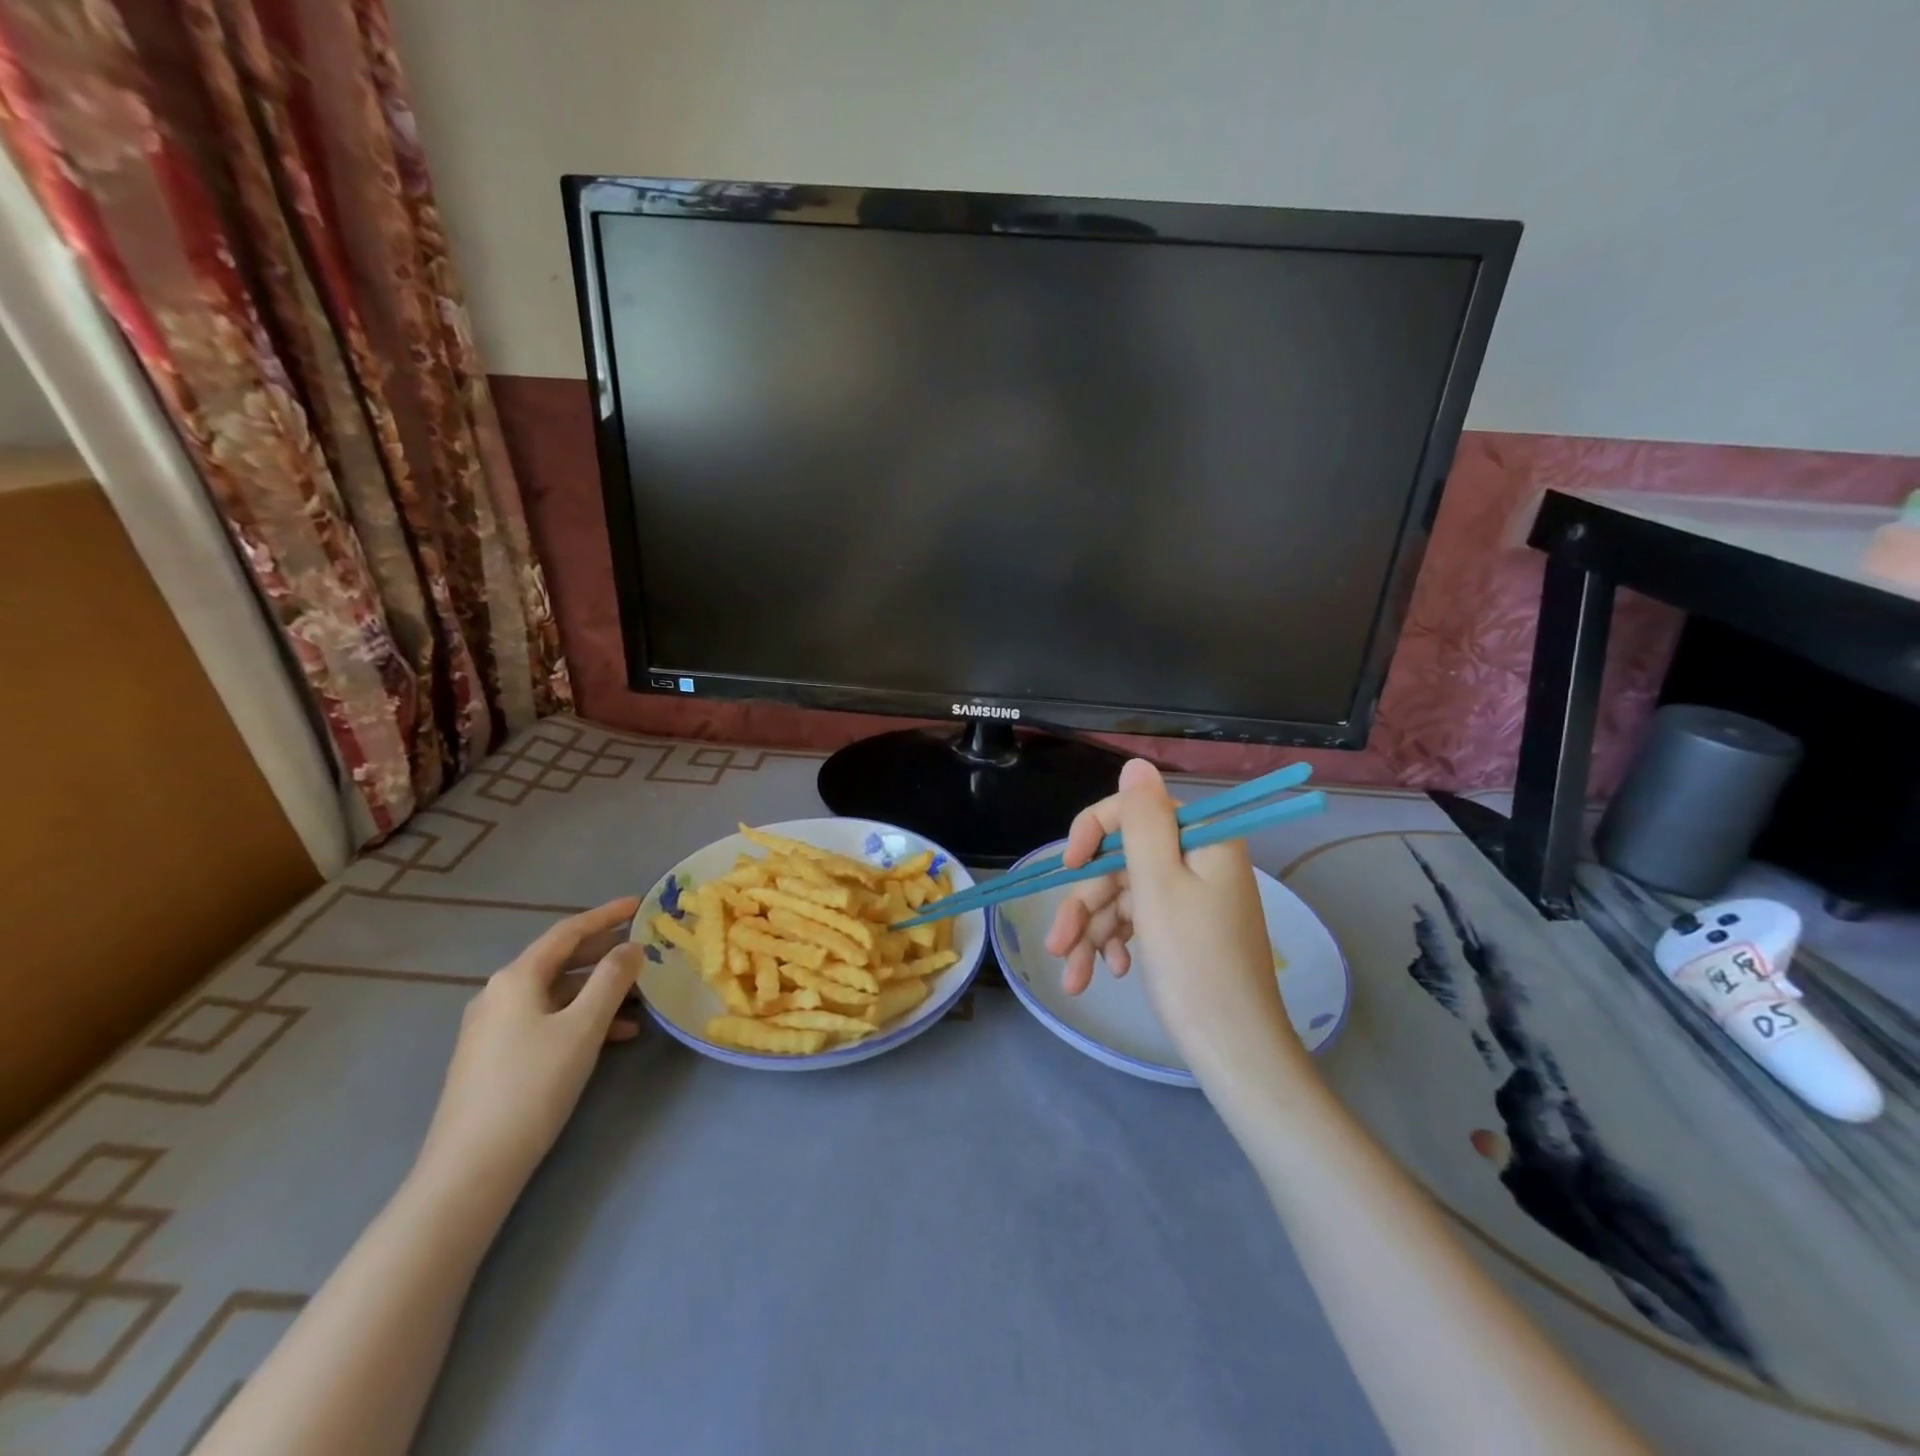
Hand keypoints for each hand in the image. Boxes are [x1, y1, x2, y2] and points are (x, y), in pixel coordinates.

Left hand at [417, 898, 643, 1195]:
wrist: (471, 1167)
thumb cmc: (533, 1085)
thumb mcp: (583, 1027)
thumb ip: (612, 980)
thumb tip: (631, 947)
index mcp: (516, 978)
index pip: (568, 932)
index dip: (606, 915)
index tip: (639, 904)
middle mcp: (500, 994)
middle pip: (561, 960)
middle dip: (605, 954)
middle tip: (644, 948)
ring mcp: (493, 1027)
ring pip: (557, 994)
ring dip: (599, 991)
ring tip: (641, 999)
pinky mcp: (495, 1057)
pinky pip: (547, 1020)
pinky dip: (581, 1019)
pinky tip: (614, 1037)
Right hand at [1044, 761, 1307, 1078]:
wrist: (1234, 1051)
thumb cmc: (1194, 964)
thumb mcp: (1159, 885)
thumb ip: (1141, 821)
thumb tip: (1135, 764)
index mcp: (1201, 838)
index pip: (1133, 810)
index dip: (1093, 833)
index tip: (1069, 867)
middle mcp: (1197, 859)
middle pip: (1121, 861)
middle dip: (1086, 903)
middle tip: (1058, 946)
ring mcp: (1191, 896)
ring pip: (1122, 896)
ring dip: (1092, 931)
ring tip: (1073, 978)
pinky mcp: (1184, 928)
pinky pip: (1138, 920)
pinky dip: (1115, 942)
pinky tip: (1106, 972)